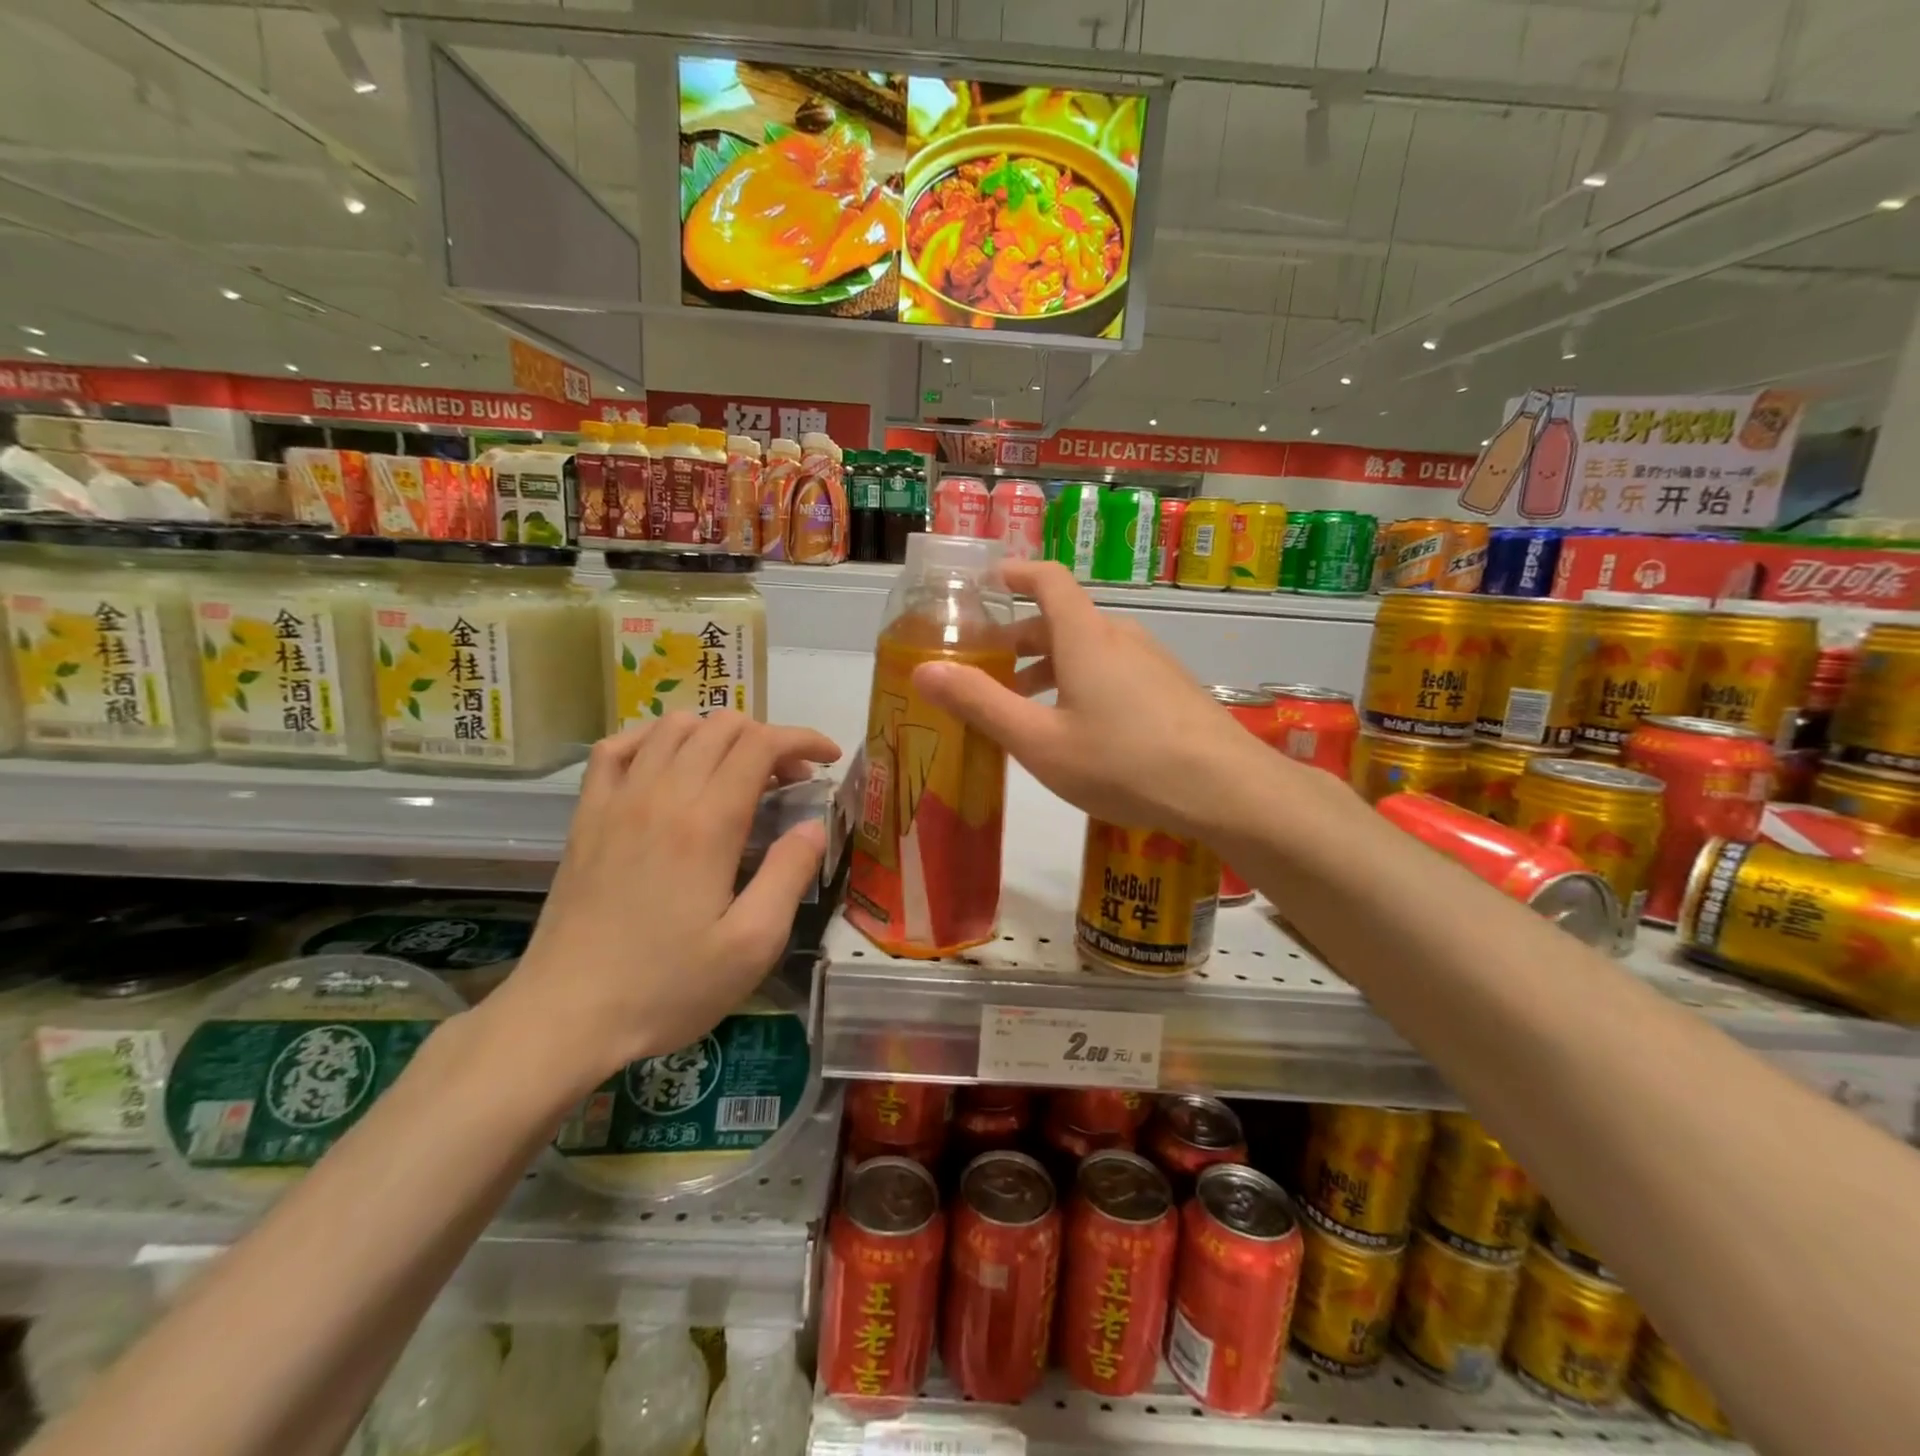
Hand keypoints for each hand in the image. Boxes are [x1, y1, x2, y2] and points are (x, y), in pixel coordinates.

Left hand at [493, 713, 839, 1093]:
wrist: (565, 1015)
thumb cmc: (666, 987)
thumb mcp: (752, 945)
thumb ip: (789, 875)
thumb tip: (813, 825)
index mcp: (707, 824)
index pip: (761, 745)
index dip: (802, 740)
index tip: (830, 758)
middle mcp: (661, 795)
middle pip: (722, 726)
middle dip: (769, 738)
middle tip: (790, 782)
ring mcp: (617, 800)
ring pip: (674, 726)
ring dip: (718, 734)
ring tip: (738, 772)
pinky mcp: (587, 815)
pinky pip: (619, 747)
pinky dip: (654, 738)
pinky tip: (670, 763)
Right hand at [912, 559, 1275, 837]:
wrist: (1227, 790)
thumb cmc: (1123, 763)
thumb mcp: (1039, 741)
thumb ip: (981, 704)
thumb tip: (923, 669)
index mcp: (1085, 637)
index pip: (1046, 579)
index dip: (1013, 574)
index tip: (985, 584)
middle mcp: (1121, 637)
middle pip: (1064, 620)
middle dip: (1021, 638)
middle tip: (987, 668)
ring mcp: (1153, 662)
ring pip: (1090, 649)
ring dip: (1051, 666)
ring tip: (1025, 706)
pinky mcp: (1172, 689)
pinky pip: (1116, 671)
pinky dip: (1083, 683)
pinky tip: (1080, 730)